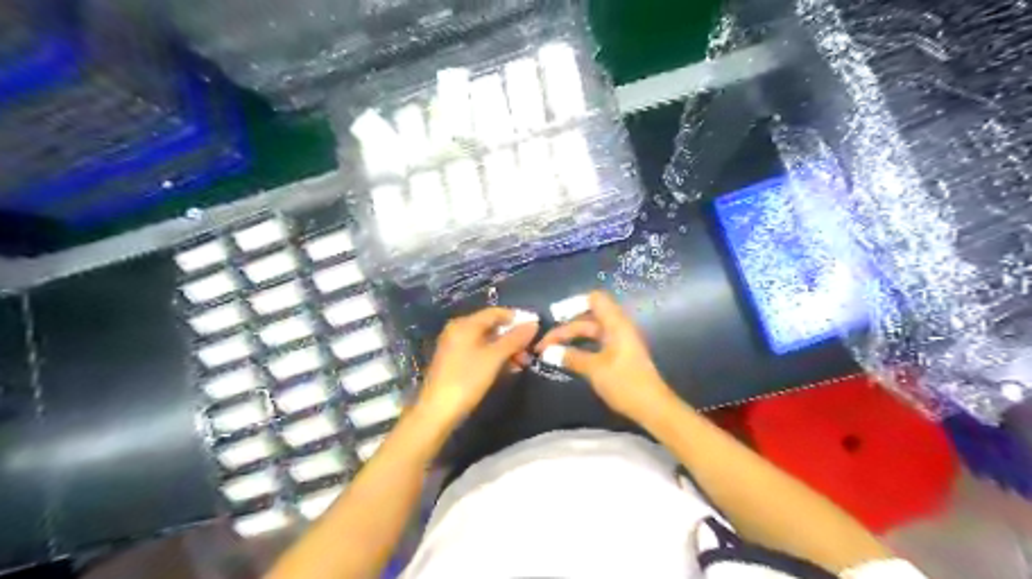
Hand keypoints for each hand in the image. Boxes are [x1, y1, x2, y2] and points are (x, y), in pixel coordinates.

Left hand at [414, 308, 535, 430]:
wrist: (437, 411)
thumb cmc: (467, 380)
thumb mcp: (494, 358)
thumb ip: (514, 339)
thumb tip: (533, 323)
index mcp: (465, 324)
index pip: (495, 312)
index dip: (516, 318)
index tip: (535, 329)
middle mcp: (458, 330)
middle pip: (491, 326)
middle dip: (512, 338)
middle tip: (530, 352)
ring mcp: (455, 346)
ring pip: (486, 341)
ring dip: (506, 350)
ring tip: (522, 364)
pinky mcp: (454, 362)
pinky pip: (479, 352)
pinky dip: (494, 358)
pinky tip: (507, 369)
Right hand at [536, 292, 683, 422]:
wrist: (653, 408)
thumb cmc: (625, 383)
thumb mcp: (594, 369)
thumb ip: (571, 357)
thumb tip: (547, 352)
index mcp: (616, 324)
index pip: (595, 299)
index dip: (573, 303)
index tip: (554, 317)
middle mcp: (617, 327)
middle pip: (587, 318)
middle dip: (565, 328)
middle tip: (544, 345)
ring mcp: (618, 341)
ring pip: (590, 331)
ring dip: (571, 338)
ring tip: (551, 350)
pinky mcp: (618, 354)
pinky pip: (595, 342)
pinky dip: (580, 346)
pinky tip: (568, 356)